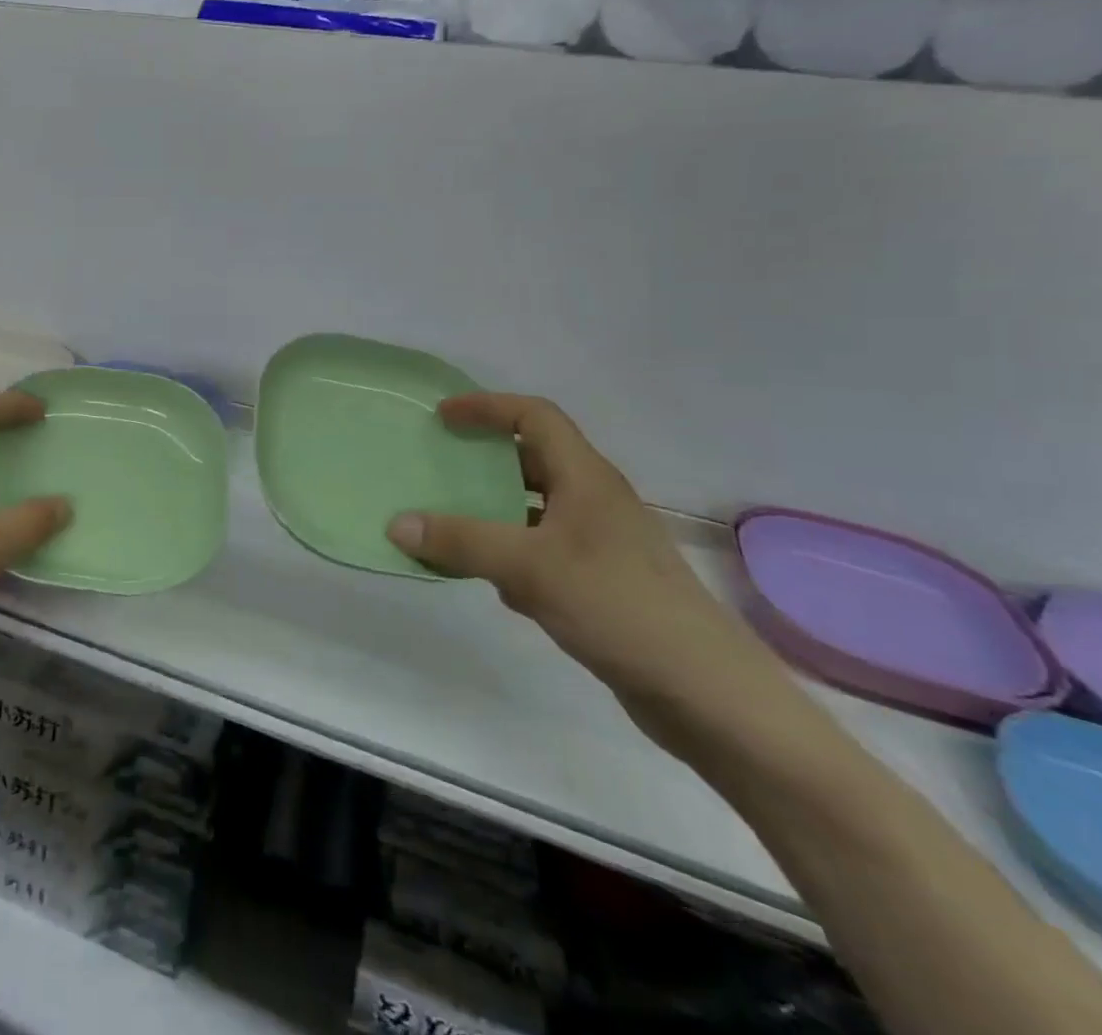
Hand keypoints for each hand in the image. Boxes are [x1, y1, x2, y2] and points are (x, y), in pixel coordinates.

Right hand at [386, 393, 790, 758]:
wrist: (705, 693)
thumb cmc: (618, 606)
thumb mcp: (529, 567)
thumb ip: (462, 541)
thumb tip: (396, 522)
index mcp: (586, 478)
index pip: (535, 417)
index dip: (487, 407)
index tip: (442, 417)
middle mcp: (595, 501)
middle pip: (533, 460)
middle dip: (485, 459)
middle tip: (438, 466)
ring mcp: (601, 544)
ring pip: (535, 509)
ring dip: (493, 510)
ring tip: (450, 522)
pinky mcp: (601, 583)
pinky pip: (542, 550)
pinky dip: (511, 554)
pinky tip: (492, 584)